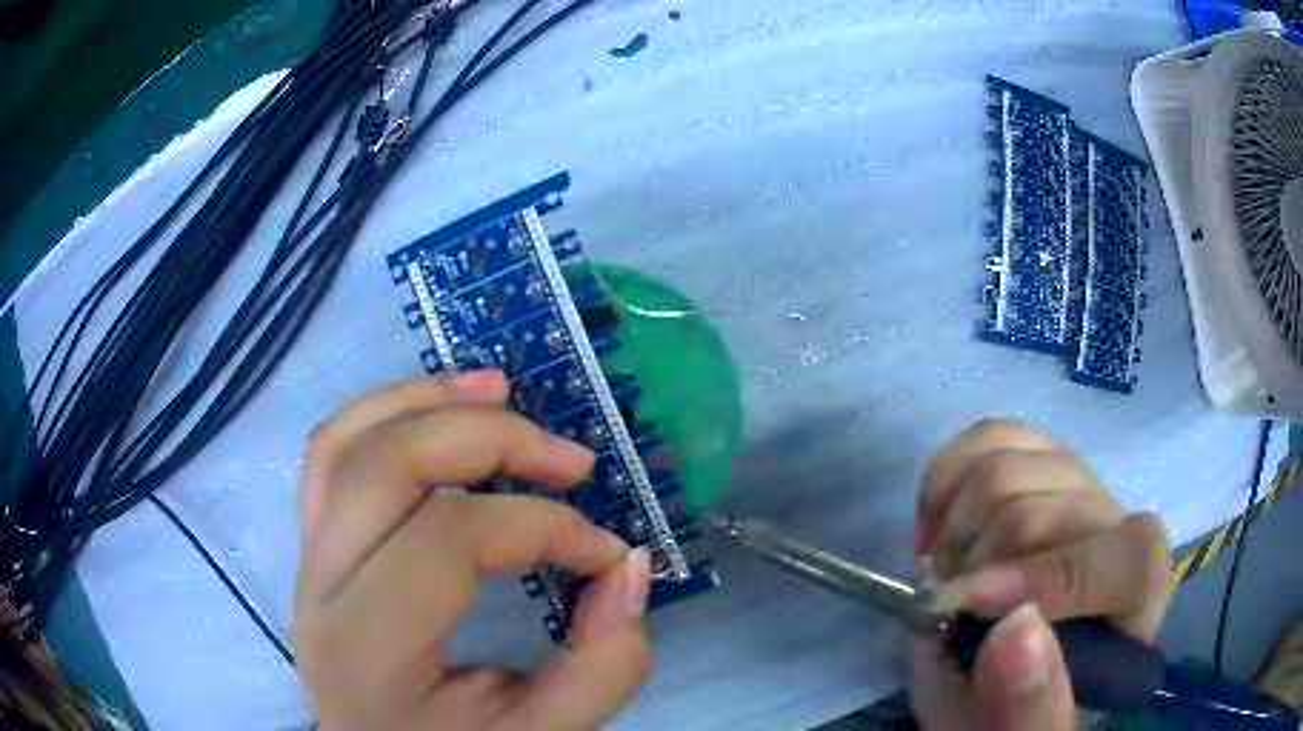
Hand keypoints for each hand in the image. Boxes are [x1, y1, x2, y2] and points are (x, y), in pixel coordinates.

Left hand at [294, 371, 651, 730]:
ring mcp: (306, 557)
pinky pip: (331, 452)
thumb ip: (602, 667)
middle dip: (490, 439)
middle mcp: (320, 588)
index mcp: (370, 647)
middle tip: (569, 457)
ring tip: (502, 390)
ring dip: (427, 400)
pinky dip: (385, 412)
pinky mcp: (312, 543)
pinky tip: (438, 408)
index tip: (607, 554)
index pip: (449, 539)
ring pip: (346, 440)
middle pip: (388, 464)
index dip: (543, 528)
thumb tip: (630, 566)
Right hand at [909, 419, 1171, 730]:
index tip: (962, 612)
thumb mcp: (1019, 730)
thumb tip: (1015, 632)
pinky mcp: (1038, 457)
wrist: (1003, 668)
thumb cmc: (1014, 706)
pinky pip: (988, 436)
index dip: (1038, 581)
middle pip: (1038, 511)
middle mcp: (1118, 520)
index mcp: (1137, 587)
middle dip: (969, 569)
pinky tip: (938, 526)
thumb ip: (1029, 707)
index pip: (1111, 559)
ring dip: (952, 532)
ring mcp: (1078, 480)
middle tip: (945, 613)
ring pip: (1004, 466)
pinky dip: (945, 479)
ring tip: (946, 577)